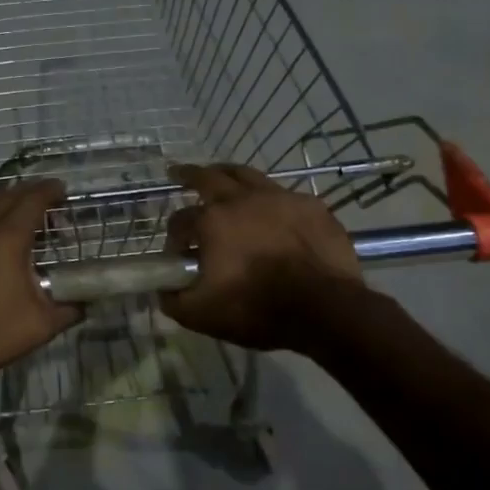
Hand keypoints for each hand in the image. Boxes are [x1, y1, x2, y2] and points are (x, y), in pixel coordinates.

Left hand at [0, 180, 79, 388]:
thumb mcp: (36, 328)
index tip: (59, 189)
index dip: (49, 191)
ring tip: (0, 212)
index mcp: (6, 238)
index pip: (33, 201)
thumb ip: (66, 311)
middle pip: (3, 196)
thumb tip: (84, 303)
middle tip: (35, 202)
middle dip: (23, 194)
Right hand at [160, 163, 364, 351]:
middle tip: (179, 173)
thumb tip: (163, 291)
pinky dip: (270, 200)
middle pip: (208, 177)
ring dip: (228, 175)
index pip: (180, 220)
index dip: (174, 236)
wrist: (325, 310)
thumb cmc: (257, 309)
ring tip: (222, 176)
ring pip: (247, 175)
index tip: (178, 252)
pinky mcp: (311, 206)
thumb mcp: (201, 315)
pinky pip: (284, 195)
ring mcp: (280, 198)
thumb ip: (174, 301)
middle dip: (189, 175)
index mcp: (212, 221)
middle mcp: (242, 199)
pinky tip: (272, 210)